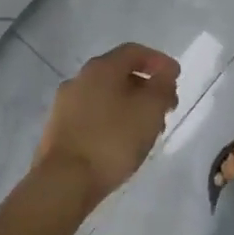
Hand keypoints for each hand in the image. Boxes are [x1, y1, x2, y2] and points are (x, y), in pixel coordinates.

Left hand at [34, 43, 180, 203]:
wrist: (63, 182)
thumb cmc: (112, 140)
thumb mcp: (150, 110)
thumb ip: (162, 86)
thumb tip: (165, 72)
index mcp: (101, 68)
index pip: (134, 51)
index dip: (158, 61)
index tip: (176, 77)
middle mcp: (79, 79)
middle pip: (119, 74)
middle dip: (146, 87)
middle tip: (165, 107)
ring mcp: (64, 104)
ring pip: (105, 96)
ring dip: (129, 106)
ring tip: (147, 130)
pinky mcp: (58, 130)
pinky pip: (92, 115)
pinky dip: (112, 120)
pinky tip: (122, 142)